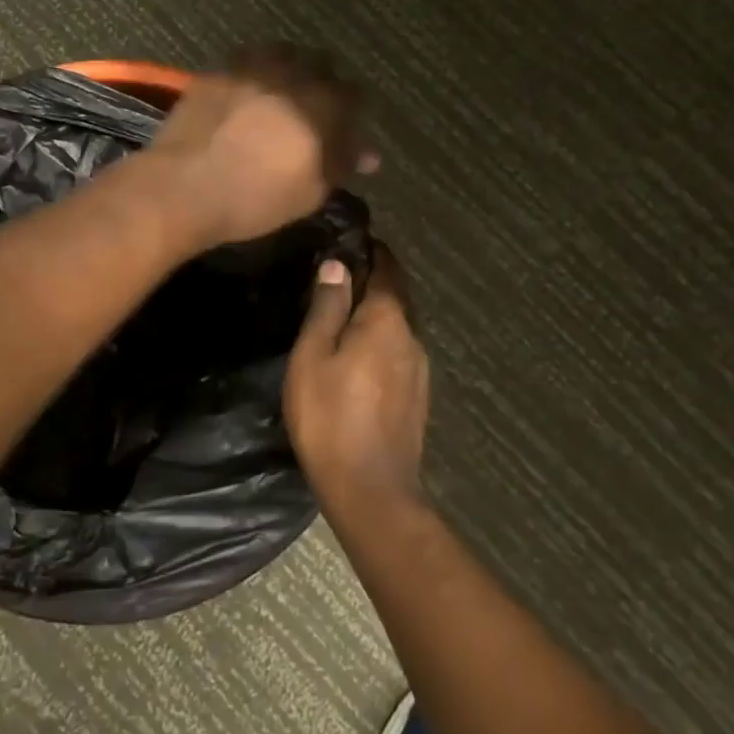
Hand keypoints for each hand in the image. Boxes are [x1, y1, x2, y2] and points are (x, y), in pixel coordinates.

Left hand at [149, 44, 374, 248]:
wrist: (184, 187)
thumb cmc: (255, 199)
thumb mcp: (310, 193)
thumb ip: (341, 165)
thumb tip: (367, 155)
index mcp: (323, 105)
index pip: (356, 94)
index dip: (353, 113)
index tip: (346, 132)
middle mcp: (292, 75)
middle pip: (321, 64)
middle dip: (323, 82)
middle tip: (313, 110)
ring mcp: (251, 68)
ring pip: (283, 52)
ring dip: (288, 68)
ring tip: (279, 93)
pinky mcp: (217, 71)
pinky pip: (245, 60)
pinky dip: (253, 71)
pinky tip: (245, 92)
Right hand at [284, 243, 428, 512]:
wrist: (371, 490)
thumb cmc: (330, 416)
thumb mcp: (313, 356)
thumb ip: (327, 307)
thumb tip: (337, 265)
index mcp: (388, 320)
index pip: (387, 269)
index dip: (371, 252)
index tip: (350, 242)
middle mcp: (412, 337)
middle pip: (396, 297)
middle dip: (373, 282)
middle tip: (338, 278)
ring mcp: (420, 369)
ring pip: (398, 327)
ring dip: (376, 315)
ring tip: (343, 316)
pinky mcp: (418, 397)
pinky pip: (399, 353)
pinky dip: (381, 342)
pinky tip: (359, 357)